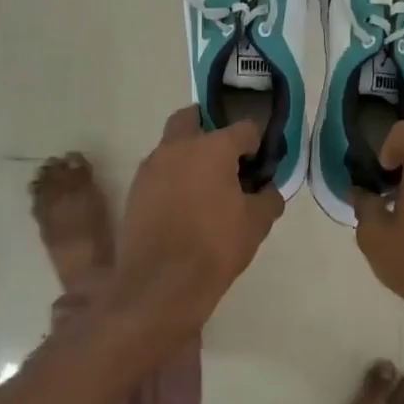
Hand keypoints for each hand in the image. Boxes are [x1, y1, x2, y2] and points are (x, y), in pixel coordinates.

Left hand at [109, 106, 283, 342]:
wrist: (160, 285)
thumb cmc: (215, 247)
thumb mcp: (256, 224)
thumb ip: (268, 198)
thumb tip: (267, 190)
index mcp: (212, 148)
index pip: (243, 128)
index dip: (256, 144)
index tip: (259, 165)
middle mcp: (178, 147)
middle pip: (193, 118)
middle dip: (210, 128)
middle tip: (225, 156)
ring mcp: (151, 166)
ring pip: (172, 144)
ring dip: (188, 154)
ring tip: (204, 186)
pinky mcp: (136, 189)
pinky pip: (158, 171)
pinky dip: (172, 177)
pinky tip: (183, 205)